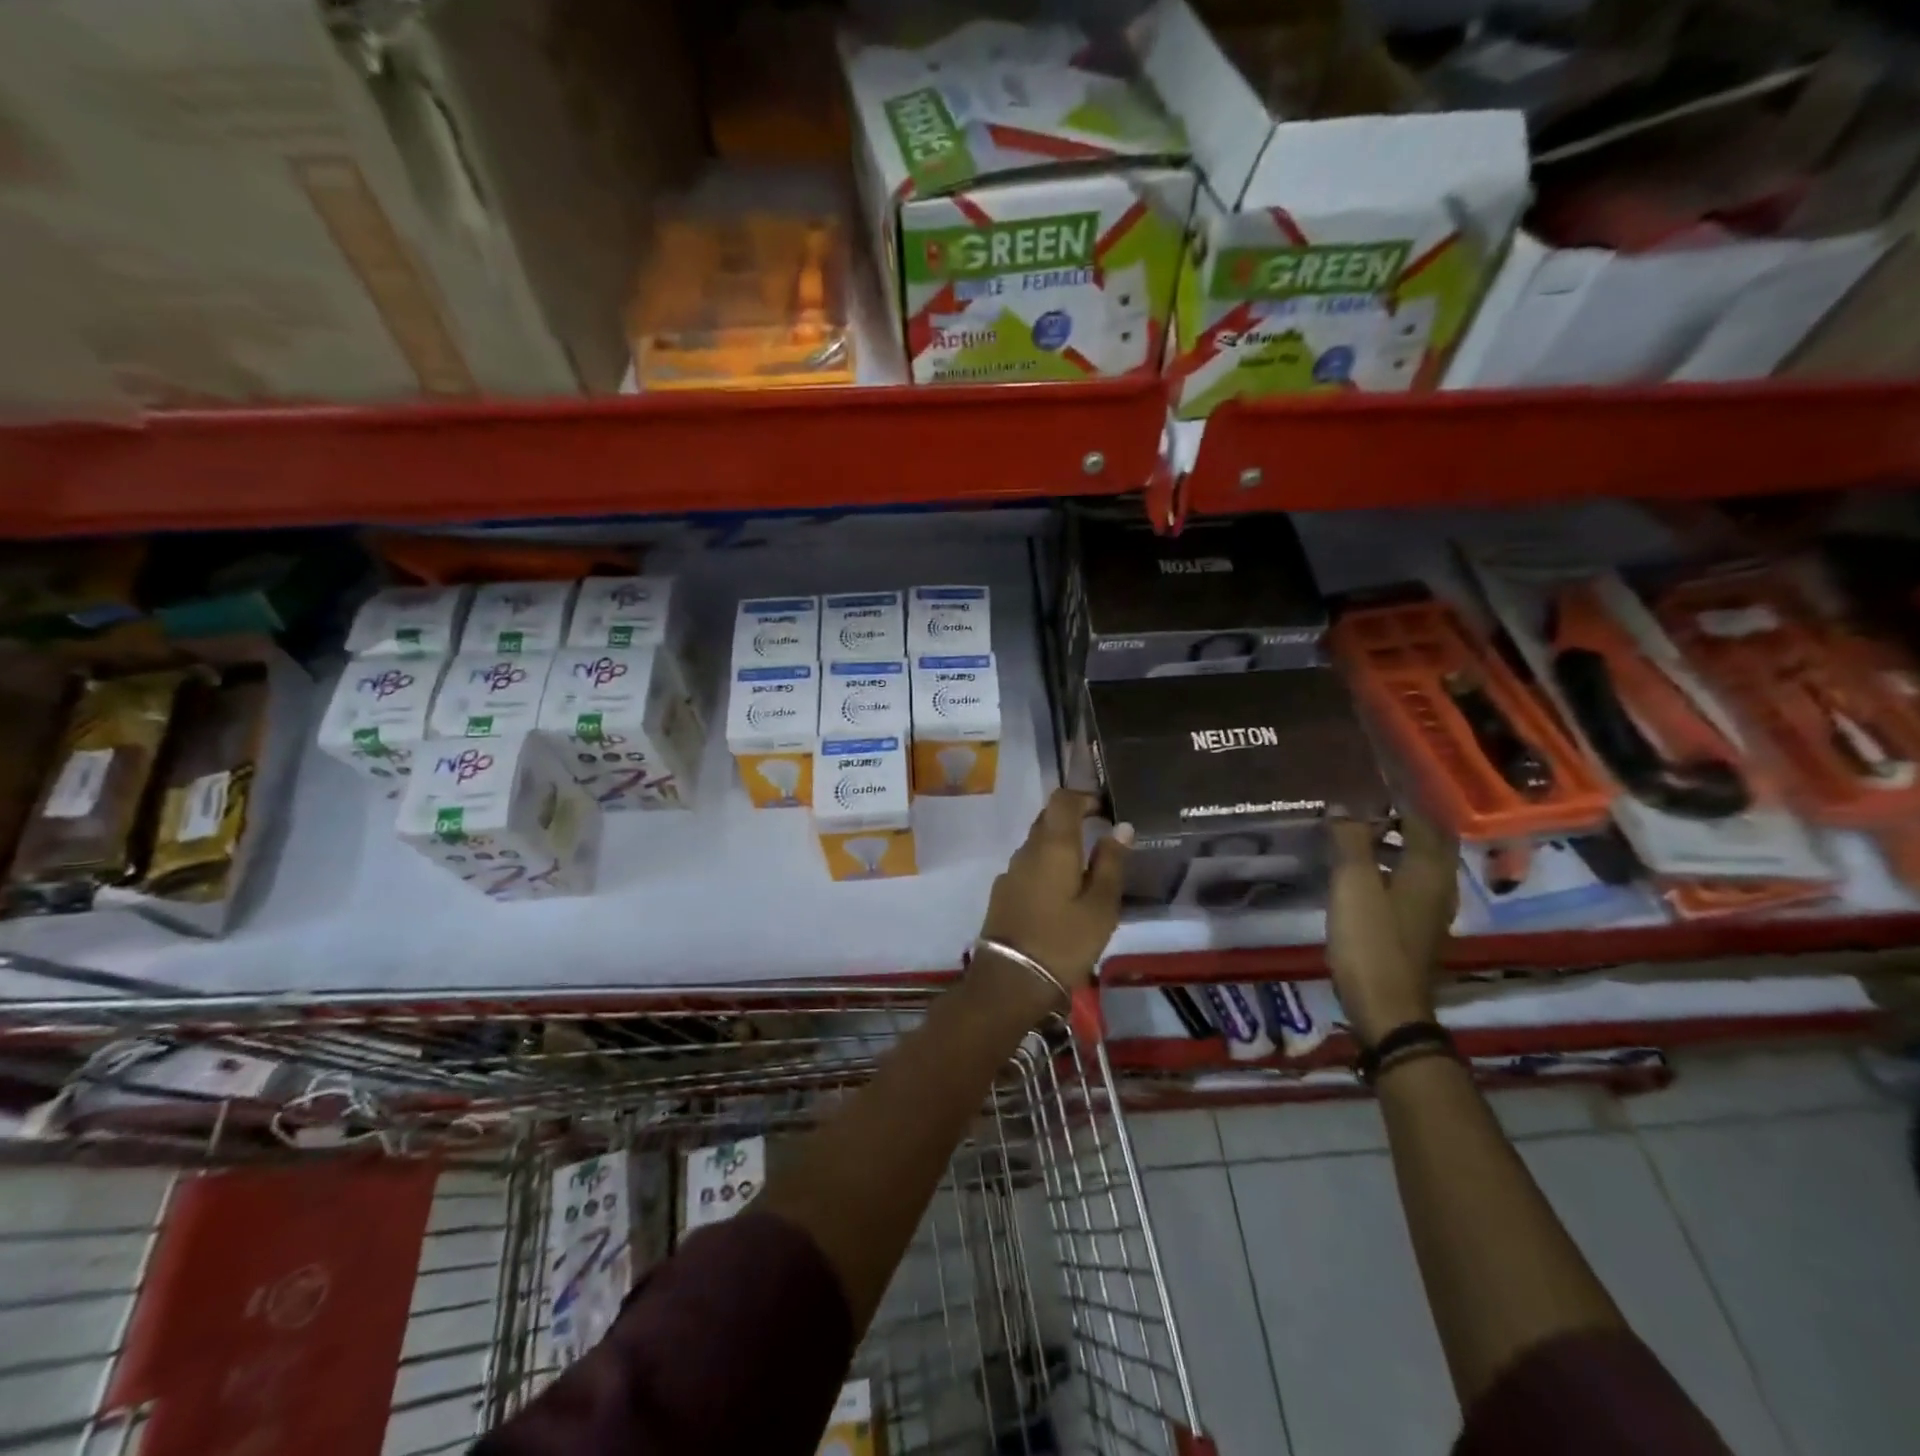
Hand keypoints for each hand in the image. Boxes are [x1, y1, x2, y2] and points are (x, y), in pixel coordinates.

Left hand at [975, 790, 1131, 1004]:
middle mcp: (1026, 850)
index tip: (1105, 810)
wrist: (1010, 981)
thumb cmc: (1064, 941)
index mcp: (1053, 845)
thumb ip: (1111, 863)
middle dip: (1073, 821)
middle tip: (1101, 839)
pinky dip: (1046, 868)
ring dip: (1059, 847)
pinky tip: (1061, 894)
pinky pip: (1028, 867)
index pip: (1062, 799)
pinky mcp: (1002, 893)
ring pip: (1037, 845)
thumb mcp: (1100, 906)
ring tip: (1086, 871)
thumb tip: (1120, 827)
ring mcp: (1010, 872)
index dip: (1084, 797)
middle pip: (1047, 820)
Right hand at [1326, 815, 1458, 1046]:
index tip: (1368, 787)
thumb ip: (1350, 841)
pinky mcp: (1418, 929)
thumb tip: (1344, 806)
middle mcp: (1440, 885)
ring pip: (1420, 865)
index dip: (1398, 802)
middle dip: (1402, 822)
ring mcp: (1432, 911)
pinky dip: (1392, 869)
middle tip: (1365, 810)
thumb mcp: (1353, 884)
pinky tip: (1365, 875)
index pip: (1422, 821)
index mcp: (1429, 869)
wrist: (1386, 1006)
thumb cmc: (1370, 940)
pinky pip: (1411, 885)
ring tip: (1359, 837)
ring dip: (1396, 846)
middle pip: (1429, 843)